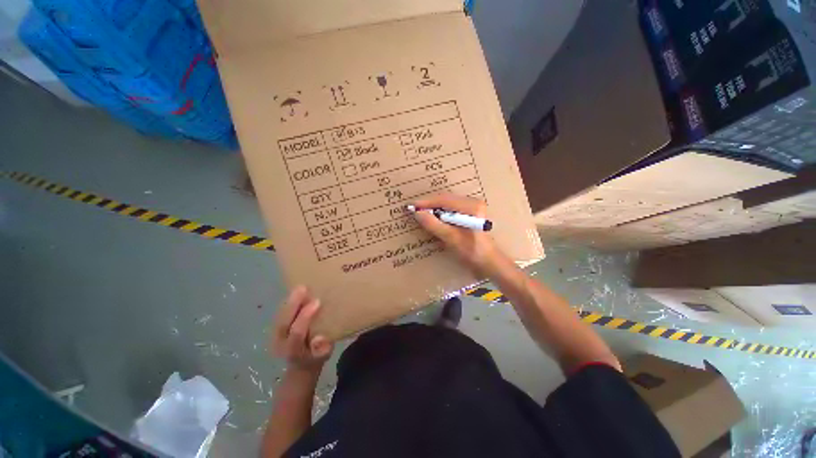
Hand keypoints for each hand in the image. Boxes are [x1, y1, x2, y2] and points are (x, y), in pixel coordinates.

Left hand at [272, 286, 332, 372]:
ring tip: (299, 287)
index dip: (305, 317)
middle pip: (284, 323)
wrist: (301, 365)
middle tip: (303, 288)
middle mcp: (280, 343)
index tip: (317, 301)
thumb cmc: (316, 358)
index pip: (297, 332)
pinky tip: (296, 292)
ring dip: (289, 301)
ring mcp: (275, 336)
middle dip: (293, 305)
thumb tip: (319, 338)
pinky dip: (287, 303)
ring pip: (280, 317)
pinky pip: (280, 314)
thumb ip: (322, 349)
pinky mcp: (276, 330)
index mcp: (293, 351)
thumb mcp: (324, 356)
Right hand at [412, 193, 502, 274]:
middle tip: (415, 210)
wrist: (490, 262)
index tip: (412, 206)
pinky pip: (452, 208)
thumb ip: (434, 225)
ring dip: (435, 208)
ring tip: (422, 214)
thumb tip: (418, 213)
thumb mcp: (452, 239)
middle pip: (446, 199)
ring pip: (448, 203)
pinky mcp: (471, 213)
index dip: (426, 203)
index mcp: (471, 207)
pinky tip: (434, 218)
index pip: (444, 199)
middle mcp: (473, 202)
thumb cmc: (473, 252)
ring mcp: (473, 207)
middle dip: (430, 204)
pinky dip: (441, 212)